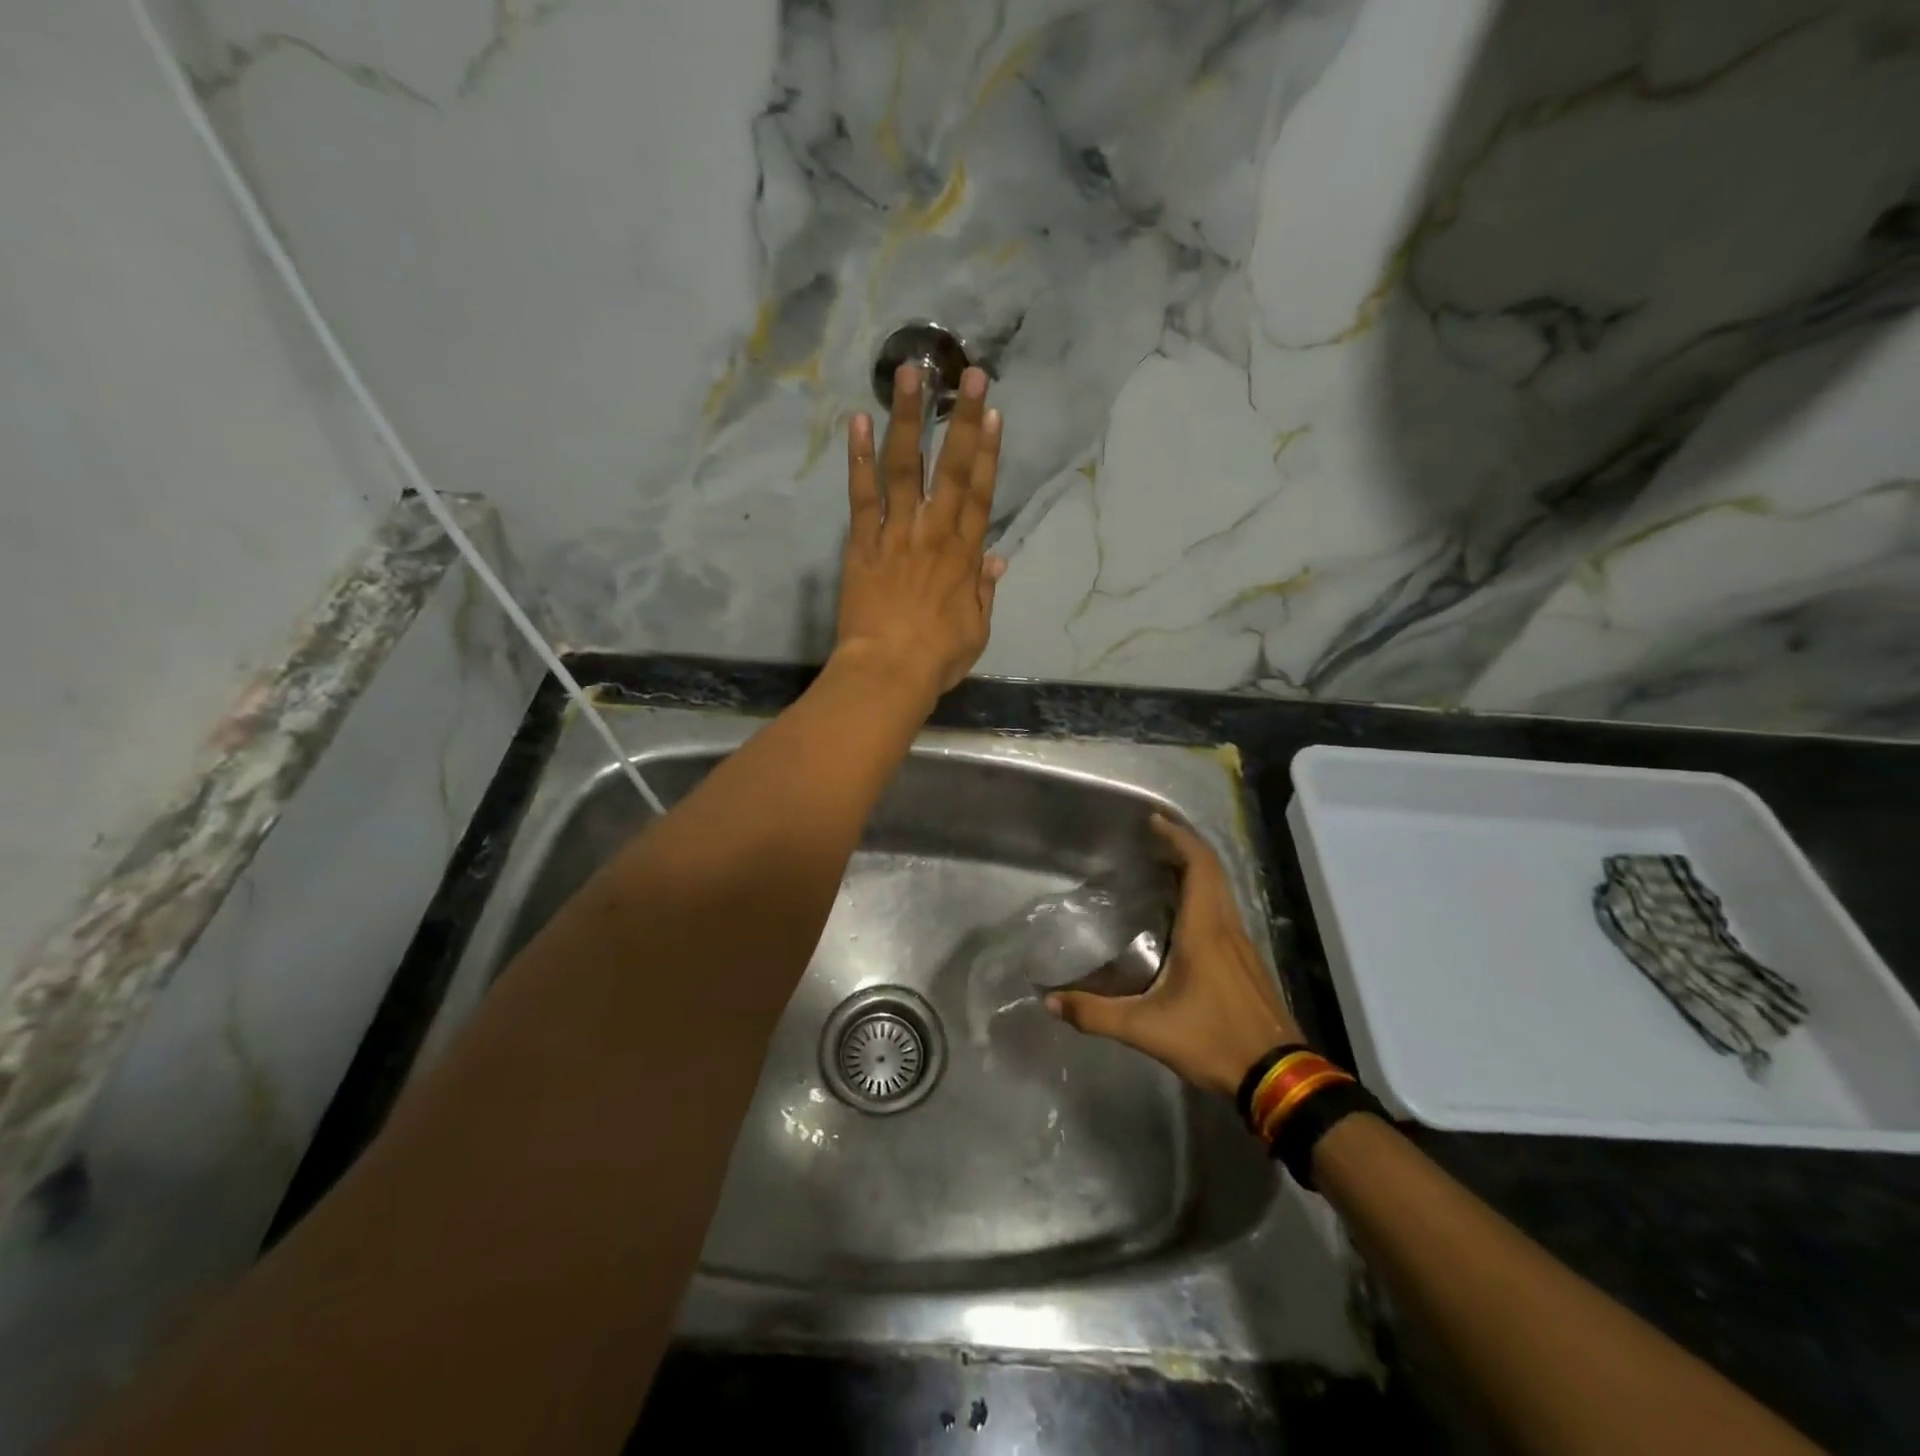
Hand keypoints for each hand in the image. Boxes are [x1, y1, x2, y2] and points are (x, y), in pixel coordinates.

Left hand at [835, 363, 1005, 696]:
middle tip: (966, 373)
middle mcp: (934, 533)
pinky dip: (859, 459)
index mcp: (965, 556)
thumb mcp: (977, 630)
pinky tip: (857, 422)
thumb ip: (984, 592)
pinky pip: (861, 495)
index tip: (991, 412)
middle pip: (951, 468)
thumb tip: (996, 561)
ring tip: (908, 376)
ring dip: (908, 419)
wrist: (889, 672)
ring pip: (904, 468)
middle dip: (960, 419)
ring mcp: (896, 534)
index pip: (980, 493)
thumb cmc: (937, 659)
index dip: (988, 451)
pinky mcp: (862, 544)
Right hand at [1047, 816, 1301, 1098]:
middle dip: (1184, 846)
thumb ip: (1096, 1014)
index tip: (1153, 821)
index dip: (1178, 837)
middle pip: (1212, 870)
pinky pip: (1224, 910)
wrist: (1279, 1076)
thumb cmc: (1214, 1040)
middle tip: (1152, 837)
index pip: (1198, 865)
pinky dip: (1204, 894)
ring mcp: (1243, 944)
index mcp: (1206, 930)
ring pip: (1221, 890)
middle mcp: (1227, 927)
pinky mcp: (1248, 962)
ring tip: (1162, 867)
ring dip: (1195, 870)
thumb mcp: (1147, 1030)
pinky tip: (1183, 915)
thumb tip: (1050, 1002)